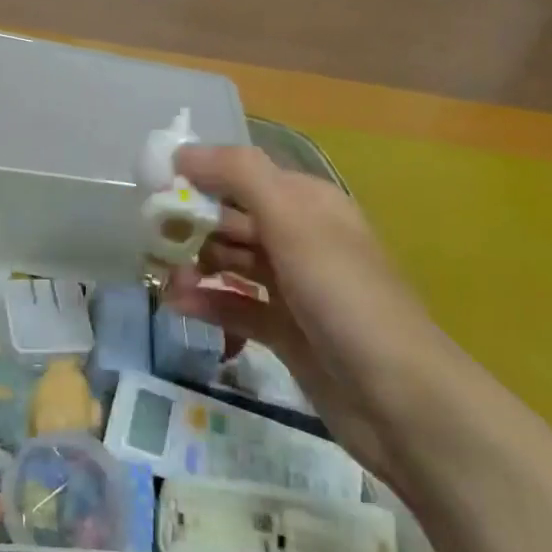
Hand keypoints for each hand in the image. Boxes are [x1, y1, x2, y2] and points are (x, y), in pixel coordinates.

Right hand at [160, 145, 447, 482]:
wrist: (400, 400)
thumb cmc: (343, 296)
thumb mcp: (293, 220)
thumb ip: (239, 175)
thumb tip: (182, 152)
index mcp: (307, 203)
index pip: (242, 176)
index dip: (199, 178)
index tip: (153, 190)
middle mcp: (300, 239)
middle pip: (233, 219)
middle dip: (191, 226)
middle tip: (151, 241)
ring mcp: (294, 287)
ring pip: (231, 263)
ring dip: (196, 266)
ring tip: (167, 281)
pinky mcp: (286, 331)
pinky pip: (236, 306)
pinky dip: (209, 303)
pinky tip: (180, 306)